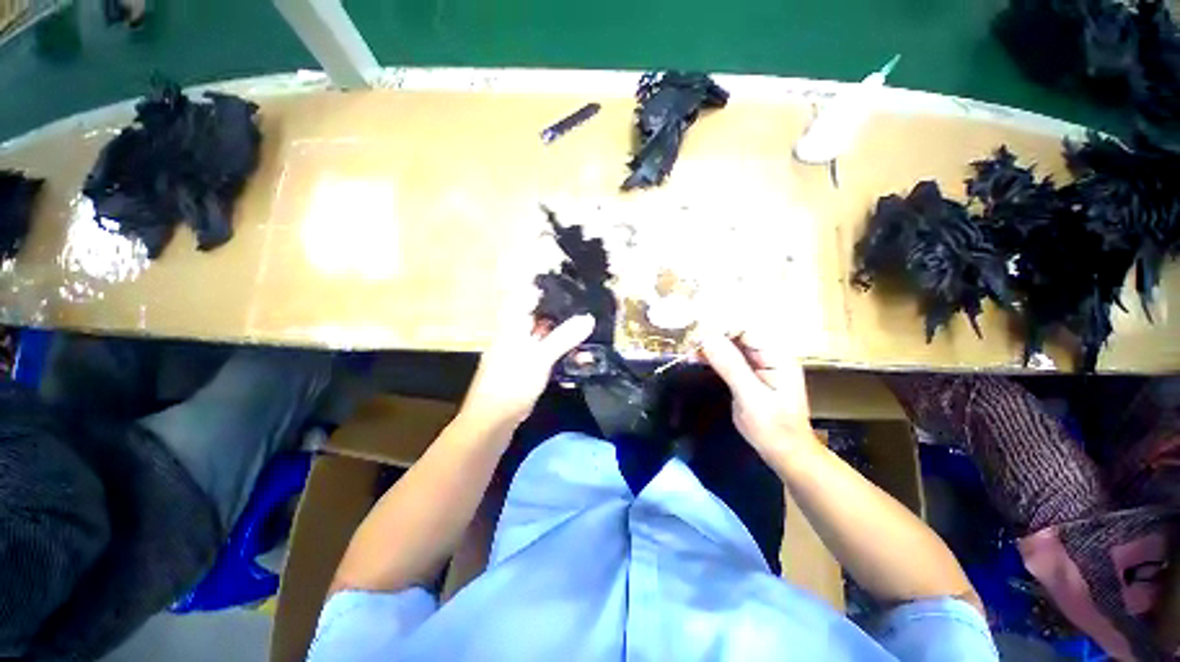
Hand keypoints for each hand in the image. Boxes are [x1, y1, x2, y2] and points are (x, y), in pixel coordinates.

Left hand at [462, 291, 593, 429]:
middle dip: (564, 319)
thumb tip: (588, 317)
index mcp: (514, 326)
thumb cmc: (513, 382)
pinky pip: (544, 357)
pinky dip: (558, 358)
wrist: (491, 421)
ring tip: (586, 345)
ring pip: (545, 339)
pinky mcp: (523, 370)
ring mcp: (518, 353)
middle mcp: (515, 335)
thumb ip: (564, 337)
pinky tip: (573, 365)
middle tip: (587, 320)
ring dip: (564, 341)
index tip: (573, 291)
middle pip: (541, 319)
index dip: (549, 292)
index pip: (530, 298)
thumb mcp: (541, 357)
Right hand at [698, 330, 818, 469]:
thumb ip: (730, 366)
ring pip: (730, 345)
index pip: (746, 330)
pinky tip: (696, 359)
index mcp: (777, 357)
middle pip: (737, 335)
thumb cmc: (774, 429)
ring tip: (689, 352)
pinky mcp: (748, 373)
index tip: (696, 334)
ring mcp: (759, 364)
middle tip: (688, 344)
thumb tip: (707, 337)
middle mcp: (768, 355)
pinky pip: (728, 358)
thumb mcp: (751, 398)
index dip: (720, 328)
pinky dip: (711, 357)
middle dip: (712, 336)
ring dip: (709, 346)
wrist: (785, 453)